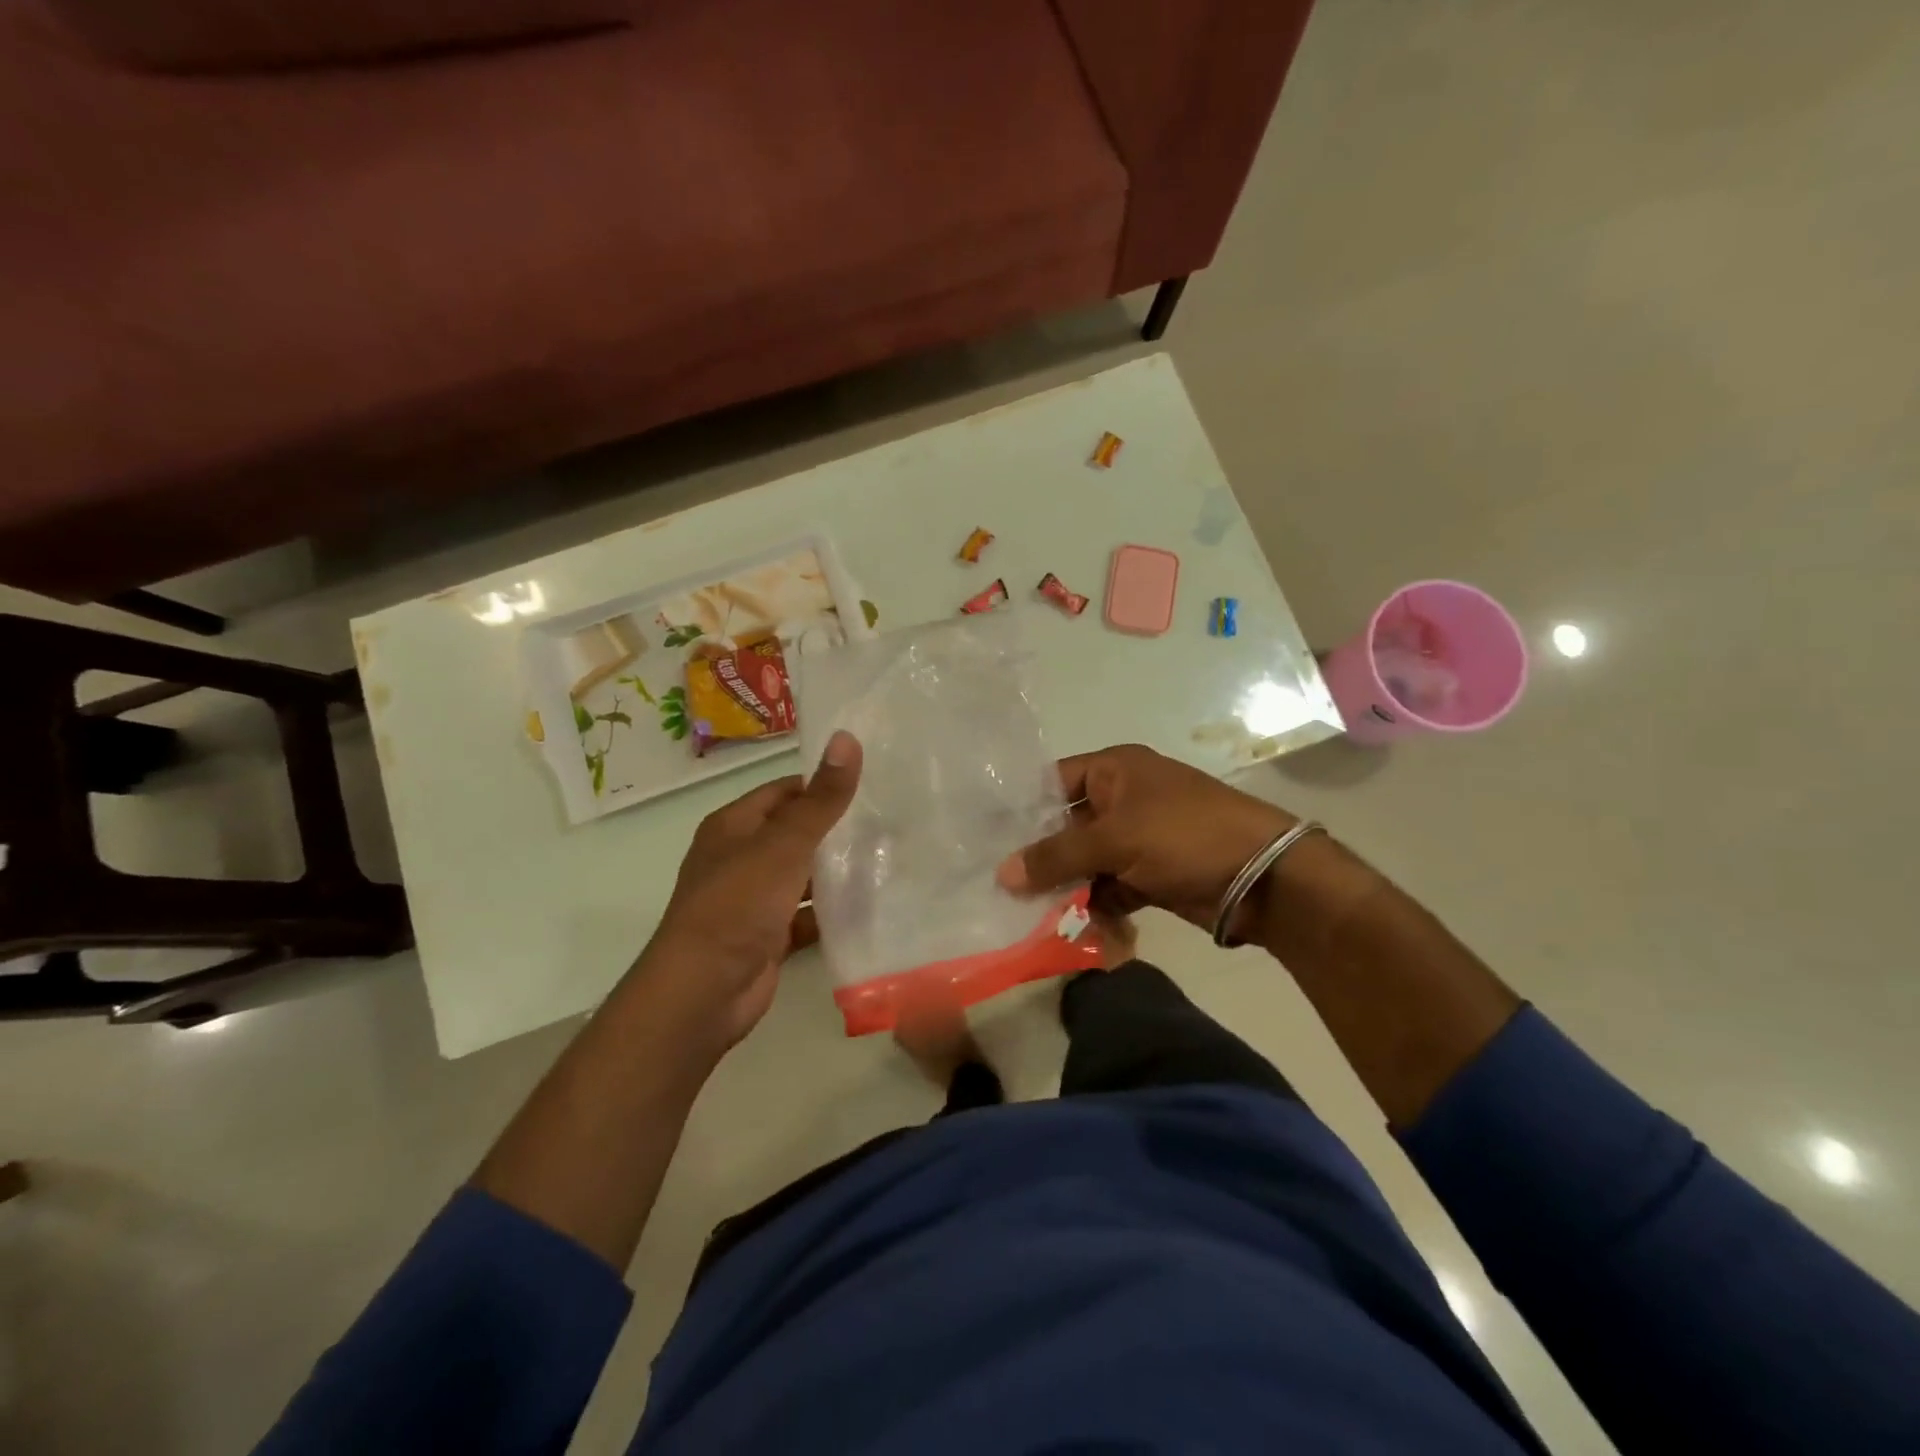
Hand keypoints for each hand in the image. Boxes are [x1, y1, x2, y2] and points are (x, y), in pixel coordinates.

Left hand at [638, 730, 861, 1052]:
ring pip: (801, 877)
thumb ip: (821, 799)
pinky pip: (804, 916)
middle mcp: (739, 858)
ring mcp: (752, 901)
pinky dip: (829, 913)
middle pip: (794, 834)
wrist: (703, 991)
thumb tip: (847, 738)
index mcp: (734, 826)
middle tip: (888, 825)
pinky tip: (867, 909)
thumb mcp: (784, 844)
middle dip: (835, 831)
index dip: (821, 787)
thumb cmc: (738, 904)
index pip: (783, 792)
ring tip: (887, 862)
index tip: (869, 787)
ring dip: (834, 874)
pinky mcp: (766, 937)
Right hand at [997, 743, 1295, 932]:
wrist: (1264, 878)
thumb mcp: (1115, 839)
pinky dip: (1095, 908)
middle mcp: (1122, 799)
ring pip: (1086, 862)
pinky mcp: (1150, 875)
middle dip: (1041, 858)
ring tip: (1033, 916)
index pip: (1053, 781)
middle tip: (1003, 887)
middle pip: (1066, 827)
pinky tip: (1075, 930)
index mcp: (1115, 770)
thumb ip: (1056, 856)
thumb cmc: (1184, 836)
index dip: (1022, 809)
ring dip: (1066, 889)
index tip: (987, 839)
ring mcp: (1138, 839)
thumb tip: (1002, 874)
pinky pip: (1109, 888)